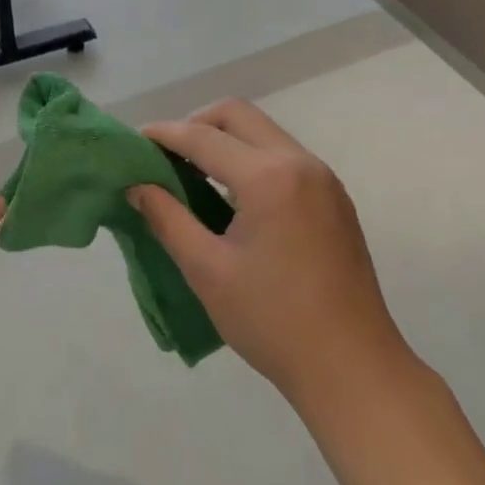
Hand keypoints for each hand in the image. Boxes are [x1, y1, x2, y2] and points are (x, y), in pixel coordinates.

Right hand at [129, 99, 416, 426]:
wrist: (352, 368)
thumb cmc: (272, 321)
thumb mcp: (207, 270)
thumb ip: (168, 219)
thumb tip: (137, 187)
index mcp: (269, 177)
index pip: (203, 137)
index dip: (163, 135)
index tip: (132, 143)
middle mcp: (300, 163)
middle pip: (237, 115)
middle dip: (195, 125)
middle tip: (166, 157)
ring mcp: (323, 179)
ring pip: (263, 133)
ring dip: (225, 141)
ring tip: (192, 176)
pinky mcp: (334, 199)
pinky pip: (283, 157)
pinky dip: (250, 160)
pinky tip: (232, 197)